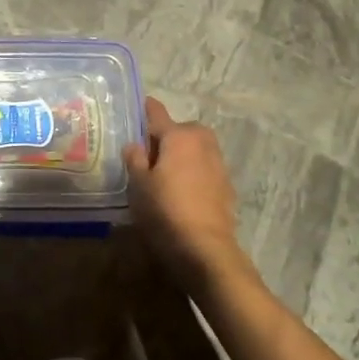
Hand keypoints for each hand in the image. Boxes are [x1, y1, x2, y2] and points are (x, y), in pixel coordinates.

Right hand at [123, 96, 246, 290]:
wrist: (206, 250)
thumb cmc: (165, 210)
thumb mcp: (138, 184)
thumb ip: (134, 158)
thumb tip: (135, 145)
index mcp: (179, 135)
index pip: (156, 111)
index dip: (143, 109)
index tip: (132, 111)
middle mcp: (202, 142)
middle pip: (179, 130)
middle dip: (164, 138)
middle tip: (145, 155)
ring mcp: (218, 163)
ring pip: (193, 149)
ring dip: (180, 155)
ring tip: (162, 174)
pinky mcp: (226, 185)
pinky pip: (203, 168)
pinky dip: (192, 173)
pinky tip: (180, 192)